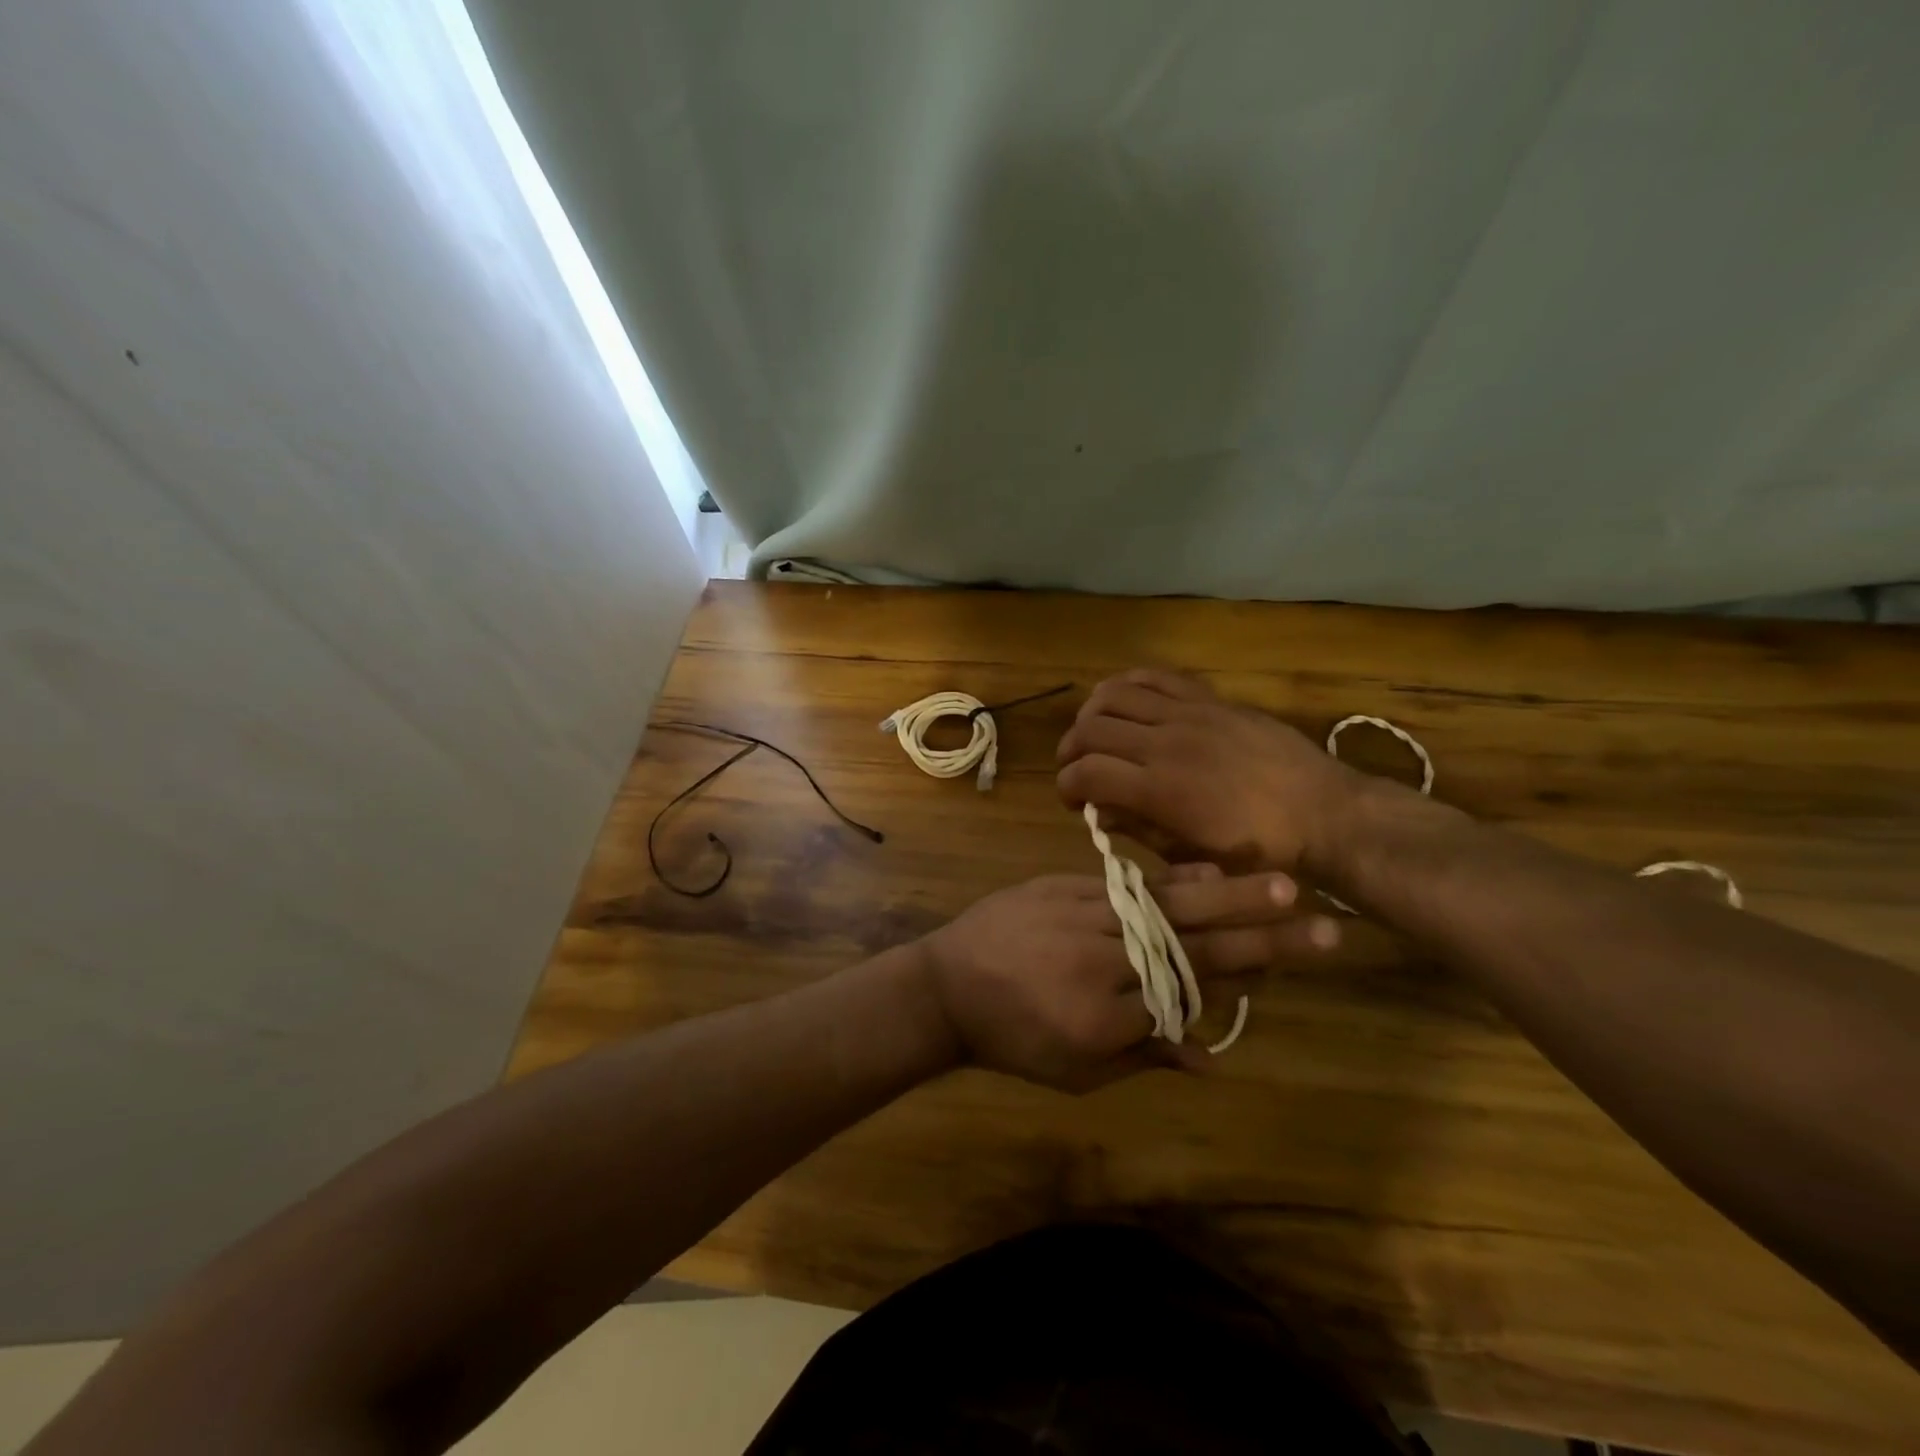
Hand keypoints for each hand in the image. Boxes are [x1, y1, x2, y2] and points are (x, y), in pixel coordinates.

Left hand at [914, 867, 1337, 1090]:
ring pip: (1165, 907)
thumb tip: (1212, 1057)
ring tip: (1282, 883)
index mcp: (1101, 1019)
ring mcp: (1081, 918)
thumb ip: (1143, 1057)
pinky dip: (1170, 879)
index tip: (1290, 961)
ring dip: (1228, 896)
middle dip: (1260, 937)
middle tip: (1321, 925)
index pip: (1186, 995)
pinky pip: (1126, 884)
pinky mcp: (1063, 888)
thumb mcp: (1075, 1070)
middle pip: (1190, 948)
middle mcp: (1099, 963)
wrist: (946, 984)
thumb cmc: (1011, 1040)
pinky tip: (1211, 870)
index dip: (1239, 978)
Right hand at [1056, 668, 1362, 873]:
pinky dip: (1128, 685)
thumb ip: (1138, 829)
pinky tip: (1126, 703)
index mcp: (1160, 791)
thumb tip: (1097, 812)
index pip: (1085, 772)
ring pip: (1113, 694)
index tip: (1071, 799)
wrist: (1323, 812)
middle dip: (1070, 750)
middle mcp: (1166, 744)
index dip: (1066, 785)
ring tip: (1096, 733)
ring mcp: (1189, 714)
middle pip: (1090, 729)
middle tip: (1076, 768)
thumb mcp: (1192, 854)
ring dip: (1091, 714)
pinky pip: (1155, 676)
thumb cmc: (1258, 849)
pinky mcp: (1209, 699)